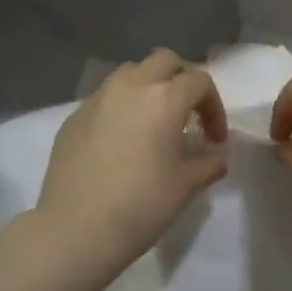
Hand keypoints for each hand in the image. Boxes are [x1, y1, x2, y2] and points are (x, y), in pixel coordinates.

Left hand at [38, 50, 228, 269]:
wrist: (74, 230)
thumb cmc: (140, 205)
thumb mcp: (186, 186)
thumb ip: (209, 162)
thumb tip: (217, 154)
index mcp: (164, 97)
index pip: (199, 81)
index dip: (214, 106)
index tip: (214, 139)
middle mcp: (131, 85)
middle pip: (165, 61)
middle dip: (182, 80)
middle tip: (187, 114)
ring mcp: (98, 97)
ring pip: (132, 72)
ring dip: (149, 86)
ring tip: (153, 121)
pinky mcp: (74, 115)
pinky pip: (106, 96)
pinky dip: (121, 105)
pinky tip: (121, 140)